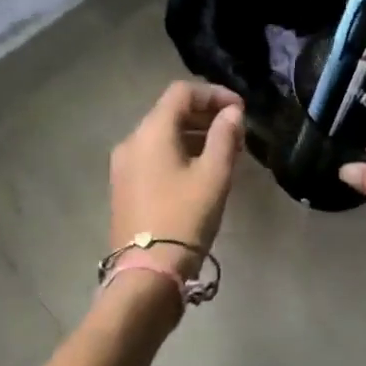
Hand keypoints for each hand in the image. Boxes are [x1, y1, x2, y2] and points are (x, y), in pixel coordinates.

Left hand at [109, 81, 246, 278]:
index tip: (241, 111)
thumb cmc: (184, 218)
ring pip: (162, 135)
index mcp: (151, 132)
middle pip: (170, 112)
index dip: (214, 94)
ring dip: (194, 135)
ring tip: (225, 153)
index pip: (182, 92)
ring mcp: (124, 166)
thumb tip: (232, 113)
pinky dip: (179, 153)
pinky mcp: (124, 187)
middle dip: (206, 115)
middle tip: (237, 133)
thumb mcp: (214, 175)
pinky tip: (201, 172)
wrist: (147, 273)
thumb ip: (225, 137)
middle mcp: (132, 141)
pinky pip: (154, 156)